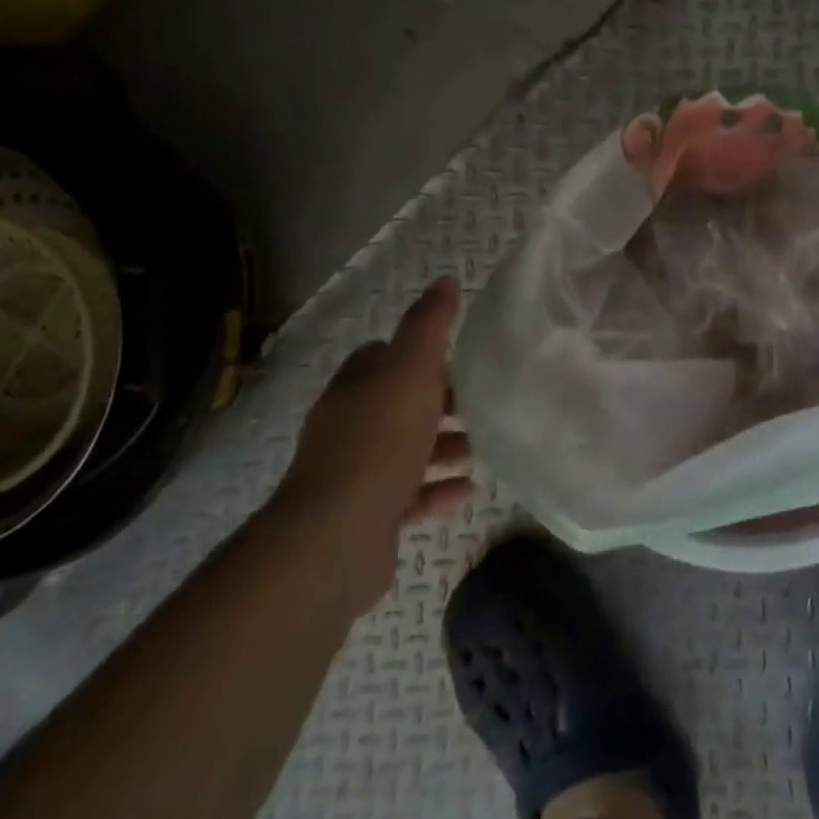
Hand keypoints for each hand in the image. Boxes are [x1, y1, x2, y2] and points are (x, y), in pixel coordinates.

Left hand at [277, 278, 474, 534]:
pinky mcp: (365, 520)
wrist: (337, 538)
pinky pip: (408, 498)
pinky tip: (468, 490)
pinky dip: (437, 490)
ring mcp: (353, 476)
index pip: (380, 356)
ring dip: (443, 448)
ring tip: (481, 448)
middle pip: (397, 404)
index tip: (454, 356)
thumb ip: (429, 325)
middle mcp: (348, 427)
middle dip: (438, 403)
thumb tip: (444, 280)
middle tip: (478, 403)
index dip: (415, 353)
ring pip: (405, 452)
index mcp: (355, 388)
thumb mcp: (411, 369)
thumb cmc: (380, 440)